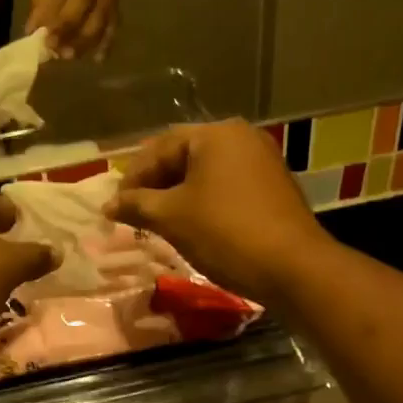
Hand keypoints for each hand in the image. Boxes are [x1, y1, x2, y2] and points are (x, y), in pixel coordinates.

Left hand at [25, 0, 116, 59]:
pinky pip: (114, 23)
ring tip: (69, 55)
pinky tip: (98, 59)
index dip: (58, 14)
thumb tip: (35, 30)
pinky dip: (106, 42)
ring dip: (86, 39)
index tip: (45, 37)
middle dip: (72, 29)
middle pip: (90, 3)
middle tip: (56, 50)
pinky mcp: (117, 0)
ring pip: (103, 15)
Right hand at [106, 121, 330, 307]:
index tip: (116, 206)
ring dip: (176, 194)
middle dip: (154, 184)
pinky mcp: (272, 186)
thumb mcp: (171, 217)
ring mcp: (261, 161)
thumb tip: (108, 205)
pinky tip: (189, 224)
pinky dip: (202, 200)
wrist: (294, 269)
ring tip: (156, 221)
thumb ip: (135, 205)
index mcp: (215, 134)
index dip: (132, 178)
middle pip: (182, 156)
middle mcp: (240, 137)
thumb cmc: (225, 232)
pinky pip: (225, 185)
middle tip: (133, 212)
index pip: (159, 148)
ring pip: (204, 172)